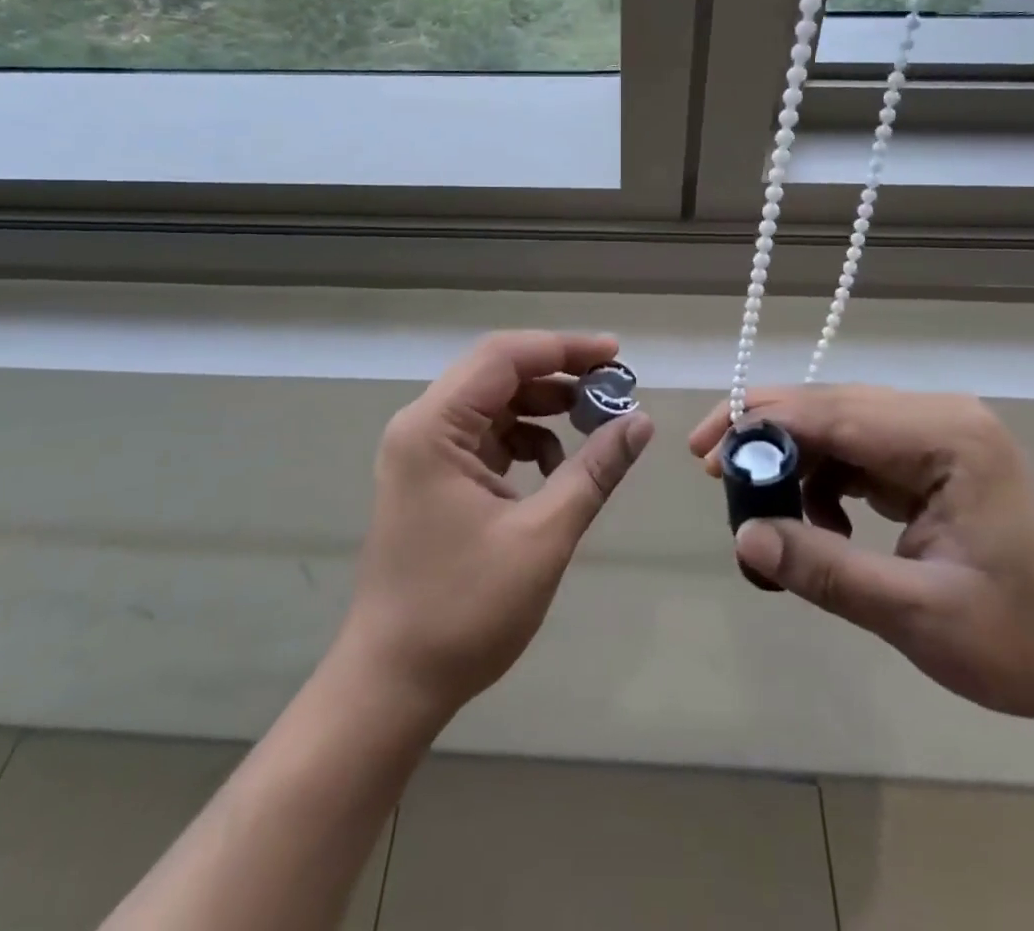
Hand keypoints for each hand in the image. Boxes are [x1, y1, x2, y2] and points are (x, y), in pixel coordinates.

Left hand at [338, 331, 653, 722]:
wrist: (393, 684)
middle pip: (497, 374)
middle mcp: (422, 426)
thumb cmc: (463, 610)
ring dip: (545, 408)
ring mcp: (425, 453)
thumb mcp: (542, 537)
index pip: (504, 357)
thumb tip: (640, 421)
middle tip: (615, 388)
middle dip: (559, 376)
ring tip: (596, 425)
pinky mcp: (434, 478)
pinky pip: (487, 438)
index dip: (564, 348)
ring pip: (494, 405)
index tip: (617, 355)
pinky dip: (526, 441)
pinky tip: (557, 469)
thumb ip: (593, 472)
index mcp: (434, 426)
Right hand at [690, 387, 1033, 731]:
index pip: (830, 411)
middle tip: (713, 475)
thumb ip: (827, 571)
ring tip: (770, 518)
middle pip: (828, 407)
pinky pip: (857, 452)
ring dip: (794, 465)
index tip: (703, 454)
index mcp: (946, 436)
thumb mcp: (917, 615)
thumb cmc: (1026, 641)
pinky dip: (824, 482)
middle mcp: (939, 417)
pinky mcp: (932, 458)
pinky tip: (822, 527)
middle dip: (766, 438)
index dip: (759, 425)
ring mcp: (937, 434)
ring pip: (837, 427)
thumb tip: (744, 537)